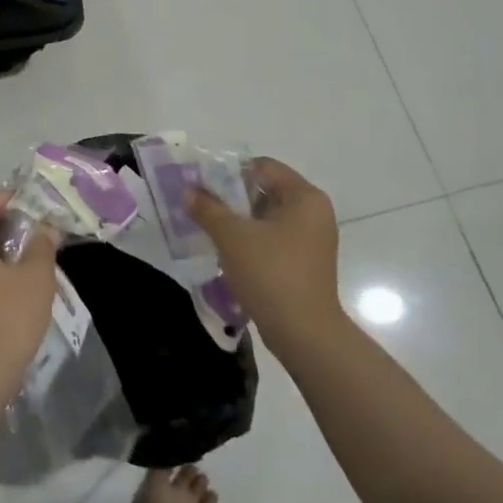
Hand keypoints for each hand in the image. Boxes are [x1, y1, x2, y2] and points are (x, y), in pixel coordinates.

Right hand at [186, 157, 344, 348]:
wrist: (305, 335)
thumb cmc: (271, 274)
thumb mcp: (232, 236)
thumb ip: (207, 208)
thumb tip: (188, 191)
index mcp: (304, 197)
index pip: (263, 167)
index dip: (230, 171)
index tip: (202, 183)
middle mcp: (314, 212)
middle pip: (265, 190)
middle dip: (231, 197)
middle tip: (201, 204)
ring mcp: (312, 239)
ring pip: (267, 216)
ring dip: (239, 220)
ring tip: (209, 228)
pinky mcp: (306, 263)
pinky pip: (274, 238)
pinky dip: (251, 240)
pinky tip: (227, 251)